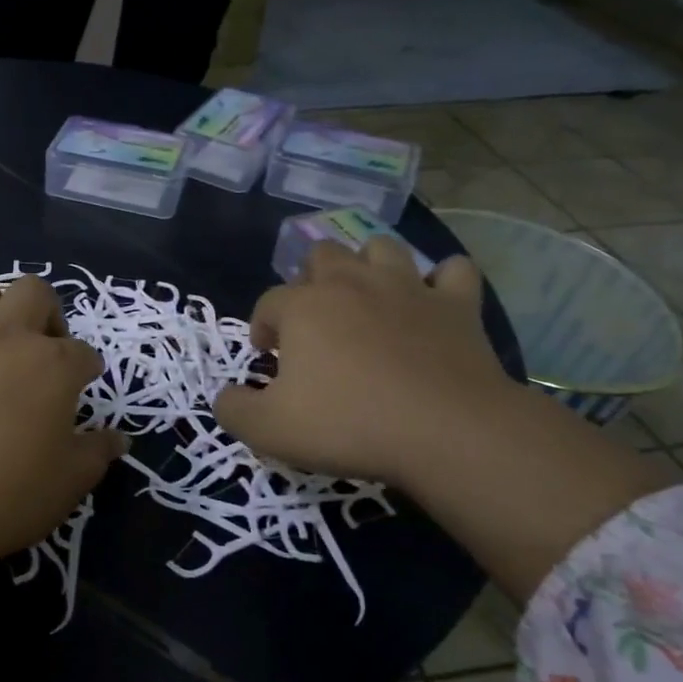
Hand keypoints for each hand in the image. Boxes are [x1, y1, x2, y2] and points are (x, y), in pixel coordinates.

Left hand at [0, 276, 127, 568]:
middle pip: (34, 292)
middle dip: (45, 312)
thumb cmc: (6, 496)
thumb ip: (98, 451)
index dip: (86, 369)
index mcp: (53, 365)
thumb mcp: (70, 482)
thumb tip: (119, 437)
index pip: (83, 352)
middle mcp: (6, 334)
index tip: (81, 385)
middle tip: (40, 348)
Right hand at [213, 237, 518, 486]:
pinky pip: (453, 272)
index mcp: (303, 307)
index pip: (268, 303)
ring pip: (381, 248)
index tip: (269, 358)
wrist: (448, 433)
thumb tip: (225, 396)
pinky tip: (433, 301)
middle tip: (314, 323)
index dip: (262, 327)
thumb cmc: (349, 425)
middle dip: (310, 281)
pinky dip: (442, 281)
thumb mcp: (268, 430)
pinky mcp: (457, 305)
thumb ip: (233, 409)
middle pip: (322, 255)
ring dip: (368, 265)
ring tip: (366, 298)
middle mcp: (352, 283)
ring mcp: (408, 288)